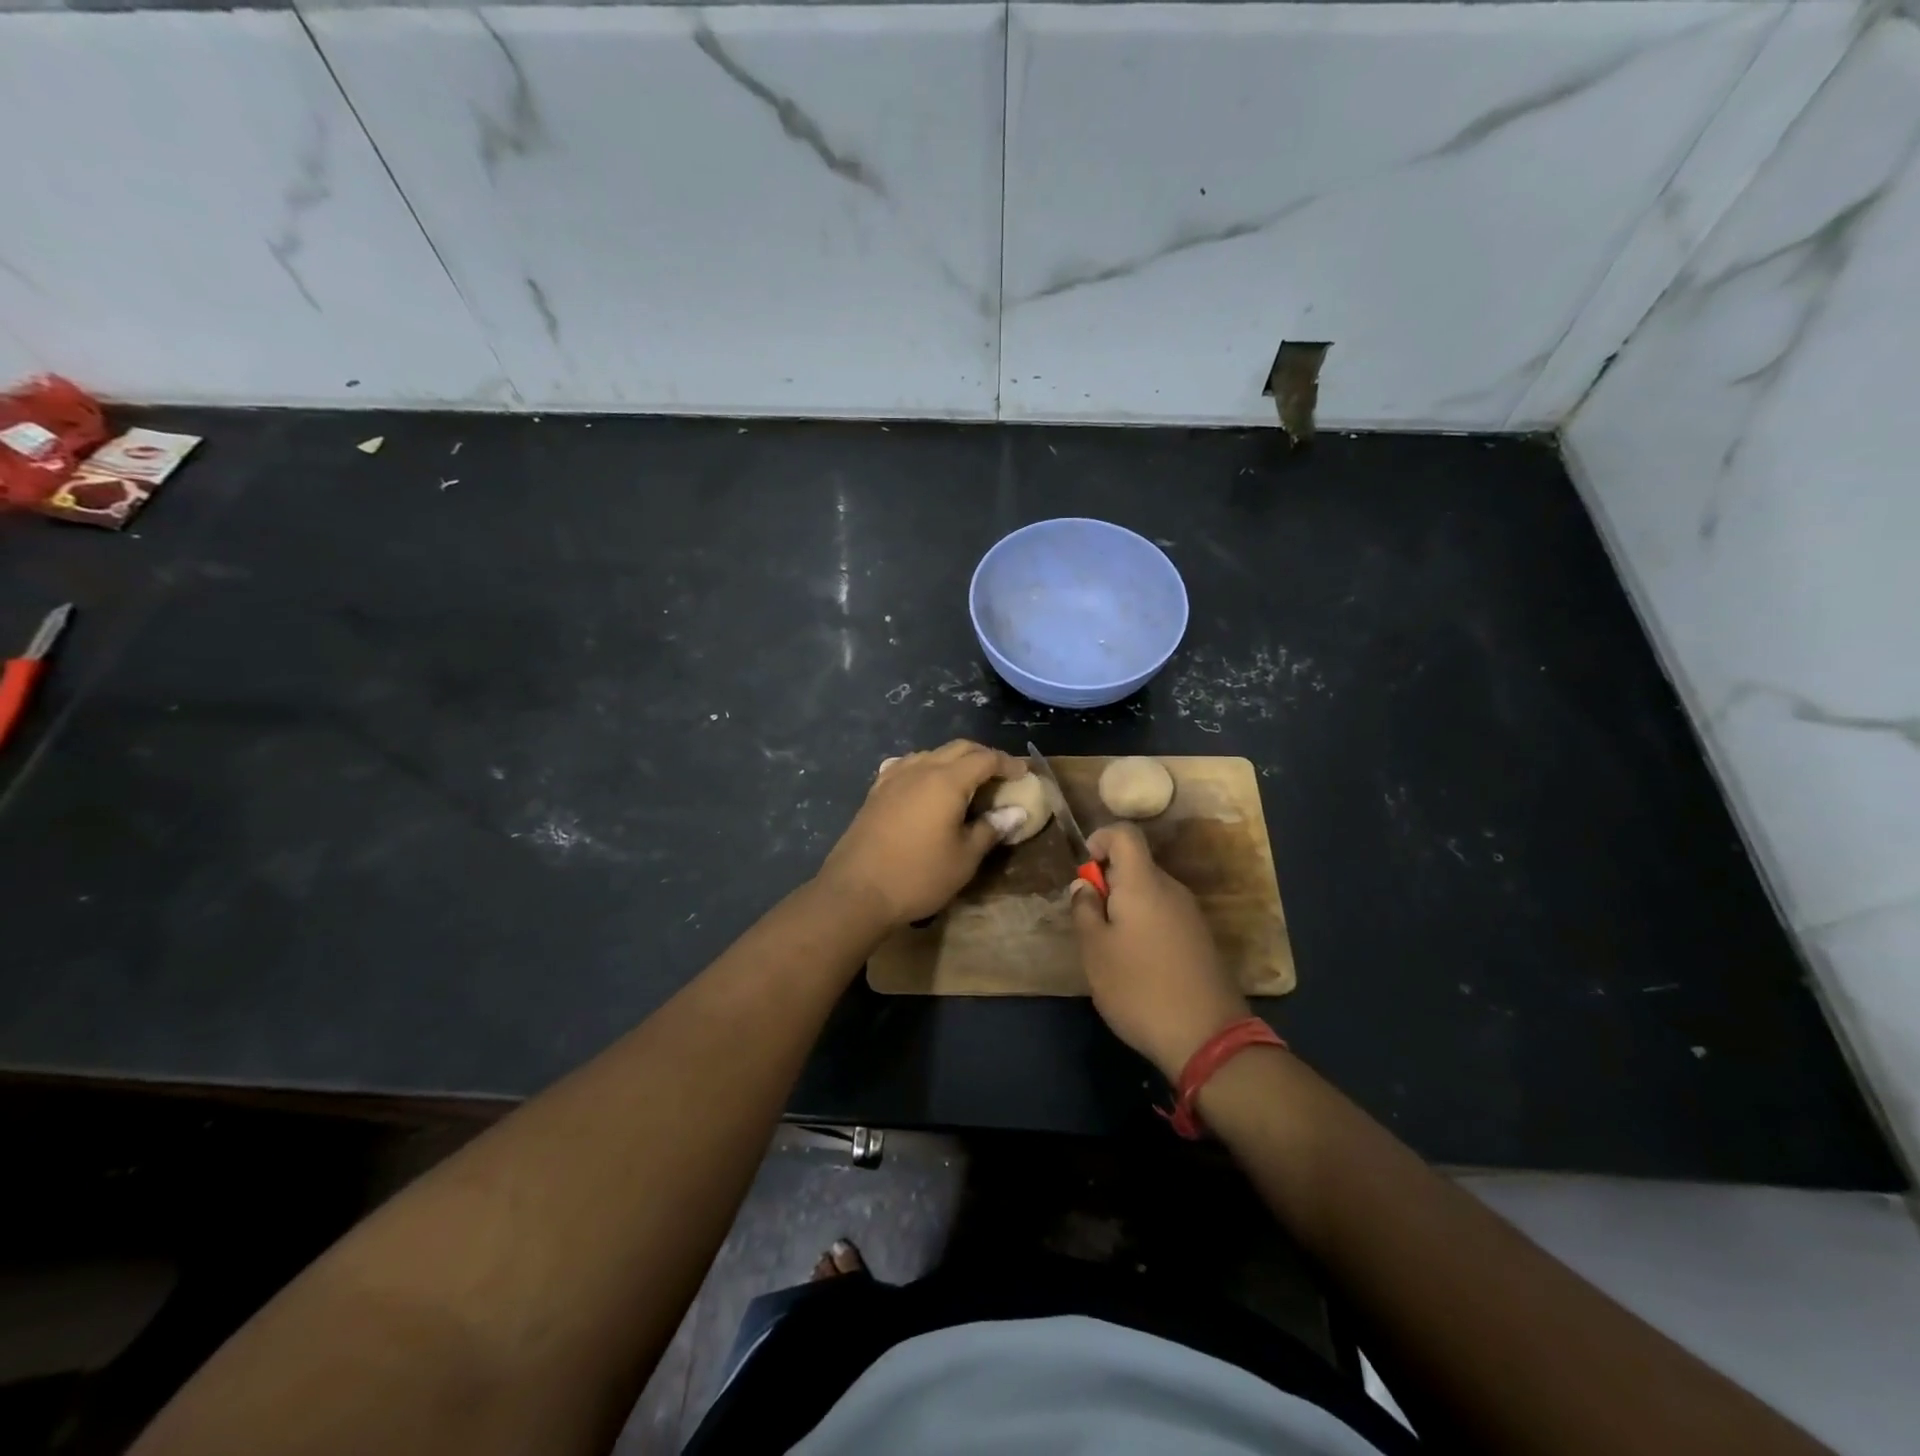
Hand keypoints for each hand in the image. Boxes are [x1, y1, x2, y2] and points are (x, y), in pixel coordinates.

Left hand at [817, 741, 1028, 929]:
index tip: (1024, 773)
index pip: (985, 758)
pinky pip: (907, 766)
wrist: (857, 890)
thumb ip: (991, 829)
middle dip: (983, 756)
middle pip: (959, 748)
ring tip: (967, 781)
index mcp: (947, 780)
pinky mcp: (876, 790)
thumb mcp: (964, 858)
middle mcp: (920, 769)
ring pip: (931, 754)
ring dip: (954, 760)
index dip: (1008, 763)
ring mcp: (894, 777)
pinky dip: (926, 768)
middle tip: (1000, 775)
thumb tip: (1015, 812)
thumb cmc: (918, 876)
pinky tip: (926, 784)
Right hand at [1070, 822, 1250, 1081]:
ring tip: (1111, 950)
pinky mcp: (1201, 940)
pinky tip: (1139, 965)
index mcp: (1143, 883)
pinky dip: (1145, 926)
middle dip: (1108, 883)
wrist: (1208, 1037)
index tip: (1085, 872)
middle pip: (1136, 866)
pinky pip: (1165, 916)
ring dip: (1126, 908)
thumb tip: (1084, 884)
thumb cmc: (1139, 988)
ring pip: (1150, 893)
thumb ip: (1085, 910)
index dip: (1100, 840)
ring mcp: (1191, 915)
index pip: (1124, 834)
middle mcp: (1171, 889)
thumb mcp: (1095, 951)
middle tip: (1090, 923)